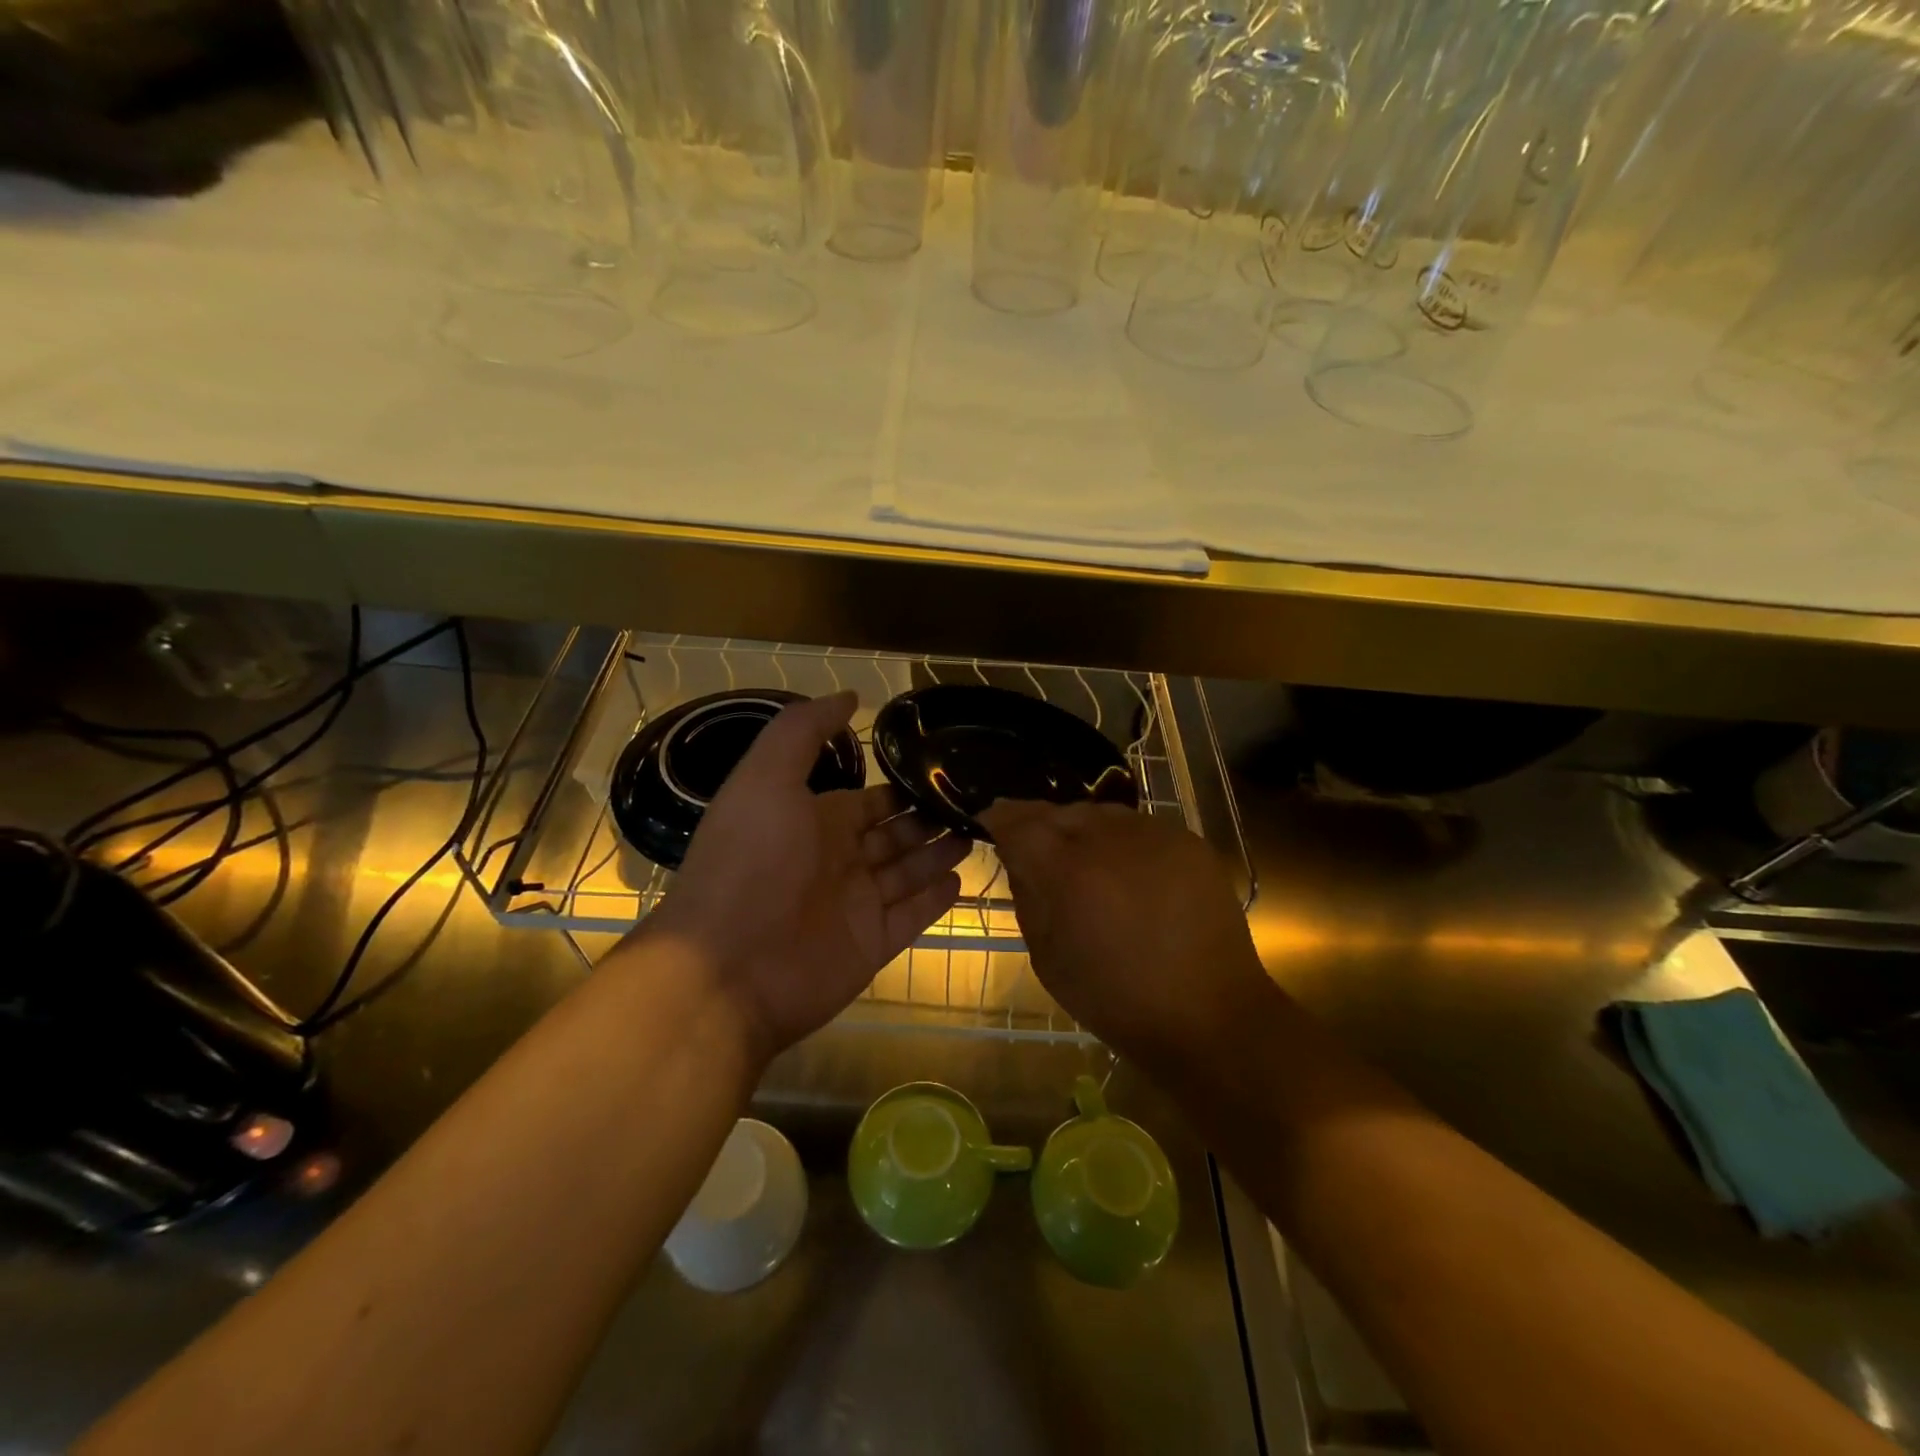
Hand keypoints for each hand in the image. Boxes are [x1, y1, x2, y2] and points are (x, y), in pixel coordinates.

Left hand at [643, 692, 968, 1059]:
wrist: (728, 964)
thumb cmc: (750, 860)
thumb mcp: (767, 777)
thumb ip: (803, 731)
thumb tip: (850, 694)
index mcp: (813, 822)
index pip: (868, 802)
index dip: (900, 789)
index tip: (941, 771)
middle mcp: (836, 861)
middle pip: (894, 835)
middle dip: (928, 819)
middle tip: (974, 802)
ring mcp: (856, 905)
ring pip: (908, 872)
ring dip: (939, 853)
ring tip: (976, 832)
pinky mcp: (872, 944)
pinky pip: (911, 916)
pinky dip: (934, 899)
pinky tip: (961, 879)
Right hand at [980, 800, 1273, 1072]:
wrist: (1209, 1015)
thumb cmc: (1116, 1000)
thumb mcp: (1047, 958)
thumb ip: (1027, 896)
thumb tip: (1019, 858)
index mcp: (1068, 870)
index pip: (1018, 821)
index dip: (998, 818)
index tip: (989, 823)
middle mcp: (1110, 838)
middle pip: (1060, 811)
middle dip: (1040, 825)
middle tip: (1035, 850)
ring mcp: (1155, 834)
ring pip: (1101, 814)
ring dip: (1082, 830)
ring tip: (1084, 863)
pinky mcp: (1189, 842)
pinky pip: (1140, 827)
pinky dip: (1122, 842)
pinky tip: (1127, 873)